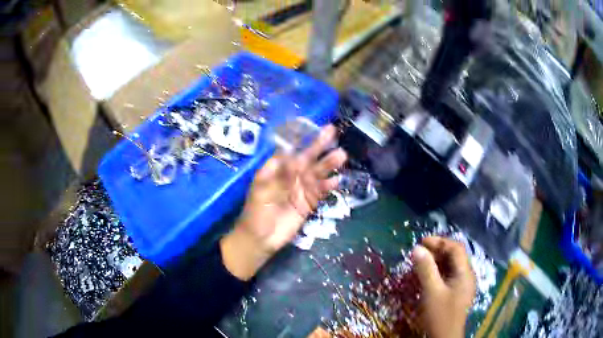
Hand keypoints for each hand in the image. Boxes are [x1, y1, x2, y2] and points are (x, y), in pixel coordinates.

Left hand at [221, 125, 346, 279]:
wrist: (260, 239)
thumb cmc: (256, 211)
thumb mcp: (263, 190)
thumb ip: (281, 175)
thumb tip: (297, 158)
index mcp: (276, 169)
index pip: (290, 149)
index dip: (302, 138)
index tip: (313, 127)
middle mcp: (290, 176)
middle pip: (307, 158)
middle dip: (319, 146)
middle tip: (332, 132)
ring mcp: (300, 189)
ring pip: (316, 174)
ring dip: (328, 164)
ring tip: (341, 155)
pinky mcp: (308, 203)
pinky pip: (320, 192)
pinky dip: (328, 186)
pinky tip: (337, 180)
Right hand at [412, 237, 475, 337]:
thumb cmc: (440, 315)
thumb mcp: (431, 291)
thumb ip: (426, 269)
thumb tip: (417, 249)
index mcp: (465, 273)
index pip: (456, 249)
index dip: (440, 242)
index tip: (421, 242)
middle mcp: (467, 276)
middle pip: (455, 256)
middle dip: (437, 251)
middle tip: (419, 252)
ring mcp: (462, 285)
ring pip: (451, 267)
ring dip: (437, 262)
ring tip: (421, 262)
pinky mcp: (456, 293)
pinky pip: (448, 276)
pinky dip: (438, 272)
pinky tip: (427, 276)